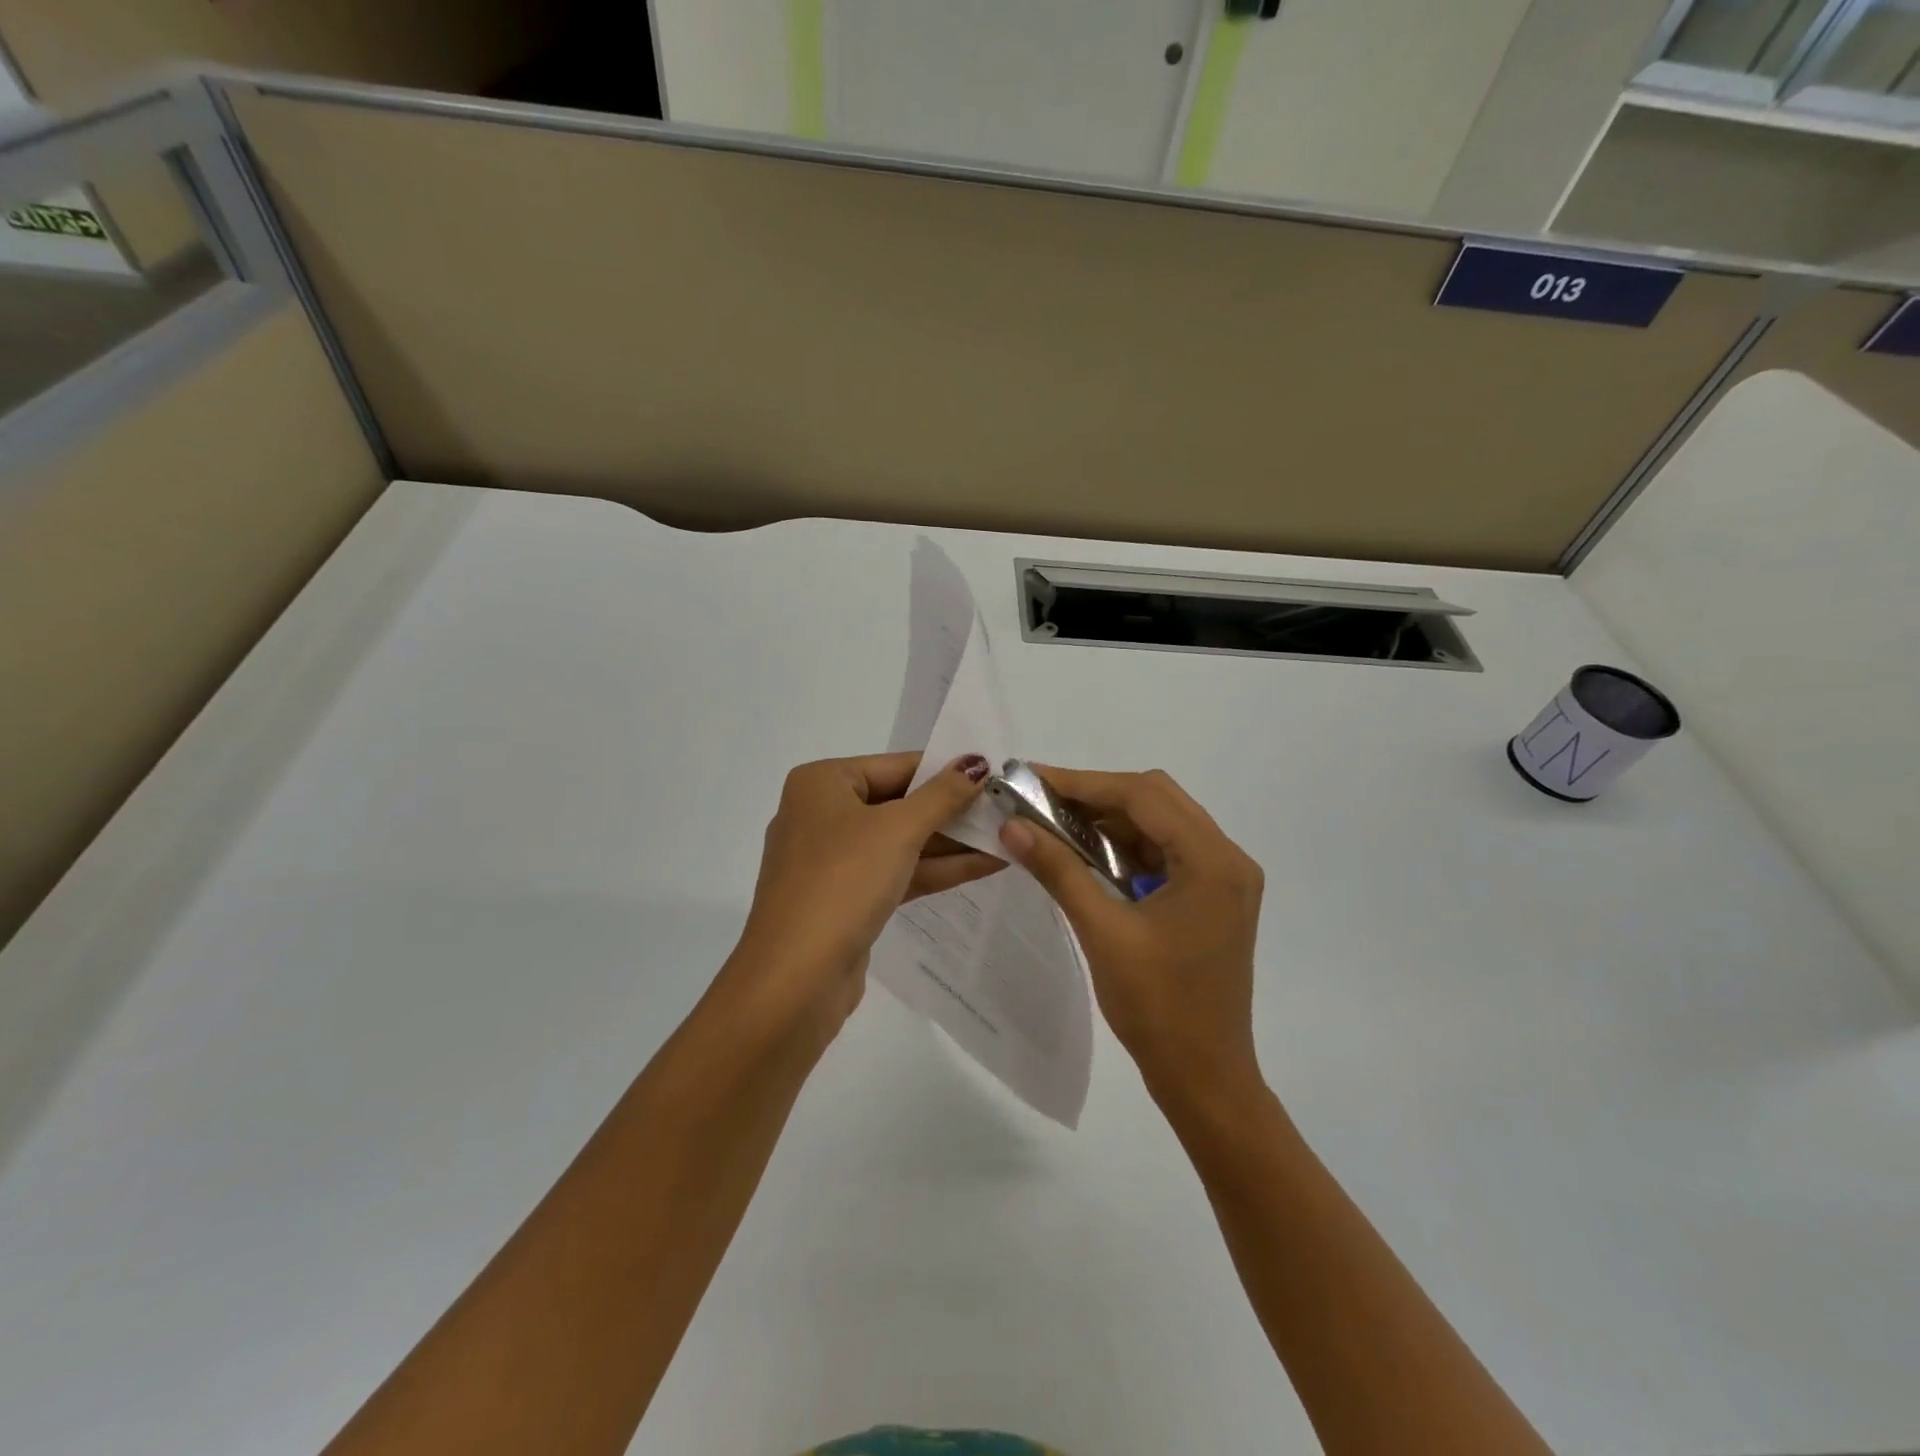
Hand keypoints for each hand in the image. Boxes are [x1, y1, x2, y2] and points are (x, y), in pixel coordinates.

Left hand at [725, 752, 1003, 1033]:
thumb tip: (977, 763)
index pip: (897, 766)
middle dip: (953, 810)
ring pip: (901, 841)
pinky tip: (985, 865)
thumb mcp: (899, 830)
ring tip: (1008, 837)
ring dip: (952, 842)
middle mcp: (822, 814)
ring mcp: (833, 860)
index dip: (948, 772)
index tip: (996, 777)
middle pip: (900, 803)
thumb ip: (943, 795)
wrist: (795, 979)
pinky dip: (936, 869)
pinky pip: (896, 871)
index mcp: (822, 783)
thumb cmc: (843, 882)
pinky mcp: (846, 898)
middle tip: (1007, 810)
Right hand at [998, 767, 1264, 1108]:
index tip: (1031, 778)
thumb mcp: (1103, 933)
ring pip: (1159, 823)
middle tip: (1040, 801)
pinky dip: (1125, 847)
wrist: (1205, 1078)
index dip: (1083, 783)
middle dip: (1095, 796)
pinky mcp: (1212, 897)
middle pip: (1155, 800)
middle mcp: (1227, 858)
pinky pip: (1165, 852)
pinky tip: (1087, 856)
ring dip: (1109, 821)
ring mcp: (1224, 878)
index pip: (1143, 796)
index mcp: (1213, 861)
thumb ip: (1058, 871)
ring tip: (1054, 825)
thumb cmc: (1158, 1009)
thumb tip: (1012, 826)